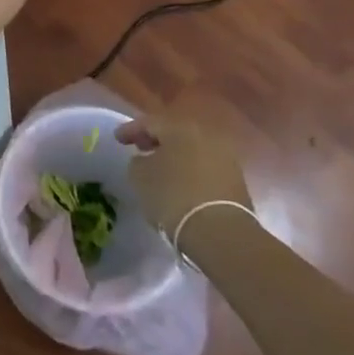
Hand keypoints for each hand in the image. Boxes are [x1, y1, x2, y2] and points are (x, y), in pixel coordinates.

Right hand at [116, 98, 252, 238]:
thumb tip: (144, 160)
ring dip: (175, 157)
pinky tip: (180, 185)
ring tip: (160, 170)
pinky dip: (190, 171)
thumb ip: (138, 162)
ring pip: (192, 150)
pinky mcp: (236, 180)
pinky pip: (205, 167)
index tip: (118, 140)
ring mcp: (225, 157)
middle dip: (156, 141)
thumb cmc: (173, 197)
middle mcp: (205, 135)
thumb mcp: (140, 177)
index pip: (150, 122)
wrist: (220, 232)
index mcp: (179, 128)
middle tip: (140, 149)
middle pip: (175, 133)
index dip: (130, 130)